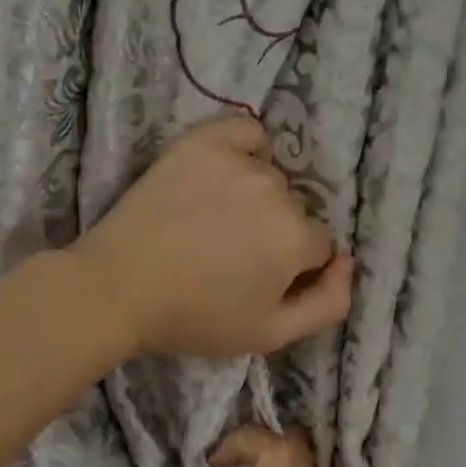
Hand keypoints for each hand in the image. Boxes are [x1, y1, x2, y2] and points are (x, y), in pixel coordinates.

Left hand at [73, 115, 352, 358]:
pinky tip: (225, 172)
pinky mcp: (202, 142)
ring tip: (215, 221)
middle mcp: (276, 191)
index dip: (293, 268)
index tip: (258, 280)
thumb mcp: (270, 335)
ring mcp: (238, 161)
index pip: (319, 246)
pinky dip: (245, 148)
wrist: (117, 289)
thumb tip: (348, 263)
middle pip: (296, 210)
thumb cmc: (194, 318)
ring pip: (271, 177)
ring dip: (257, 197)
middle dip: (276, 233)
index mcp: (296, 238)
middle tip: (230, 255)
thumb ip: (329, 304)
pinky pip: (246, 131)